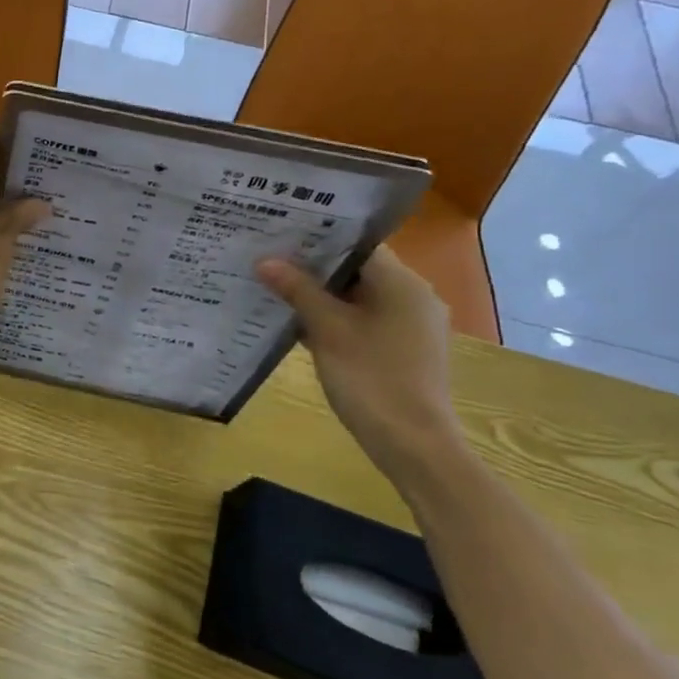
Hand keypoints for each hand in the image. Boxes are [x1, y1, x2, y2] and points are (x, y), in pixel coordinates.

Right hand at [256, 246, 465, 480]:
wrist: (413, 445)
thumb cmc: (371, 378)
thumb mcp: (327, 330)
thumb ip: (297, 290)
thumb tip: (265, 261)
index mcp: (402, 283)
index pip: (358, 243)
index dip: (319, 237)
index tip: (280, 233)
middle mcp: (413, 297)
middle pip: (357, 269)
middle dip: (313, 266)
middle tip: (269, 257)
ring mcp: (410, 326)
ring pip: (358, 296)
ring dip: (321, 294)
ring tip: (275, 286)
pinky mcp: (402, 350)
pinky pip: (364, 320)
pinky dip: (335, 318)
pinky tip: (299, 323)